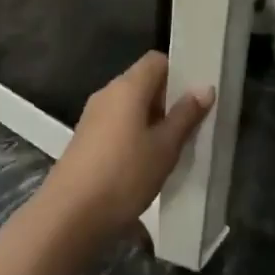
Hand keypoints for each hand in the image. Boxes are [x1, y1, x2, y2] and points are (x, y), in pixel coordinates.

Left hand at [27, 51, 212, 254]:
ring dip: (152, 120)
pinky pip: (117, 123)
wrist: (70, 213)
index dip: (178, 73)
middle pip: (143, 82)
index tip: (196, 98)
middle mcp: (108, 93)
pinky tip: (147, 162)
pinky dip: (135, 133)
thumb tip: (204, 88)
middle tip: (191, 126)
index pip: (156, 61)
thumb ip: (185, 116)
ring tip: (173, 148)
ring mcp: (93, 115)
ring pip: (130, 105)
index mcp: (127, 87)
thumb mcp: (164, 148)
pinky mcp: (86, 137)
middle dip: (167, 100)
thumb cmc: (124, 174)